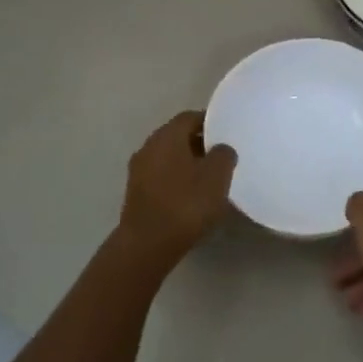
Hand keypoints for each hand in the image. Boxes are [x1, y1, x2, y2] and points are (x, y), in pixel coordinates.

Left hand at [117, 112, 236, 263]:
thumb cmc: (186, 203)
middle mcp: (148, 147)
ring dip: (187, 163)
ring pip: (168, 158)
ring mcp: (138, 170)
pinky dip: (176, 180)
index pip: (189, 117)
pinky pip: (161, 177)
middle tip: (221, 157)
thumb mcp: (217, 176)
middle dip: (199, 144)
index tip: (227, 133)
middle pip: (177, 137)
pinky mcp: (136, 193)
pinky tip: (190, 196)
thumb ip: (223, 155)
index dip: (210, 122)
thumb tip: (221, 148)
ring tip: (209, 179)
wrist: (148, 244)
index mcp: (167, 136)